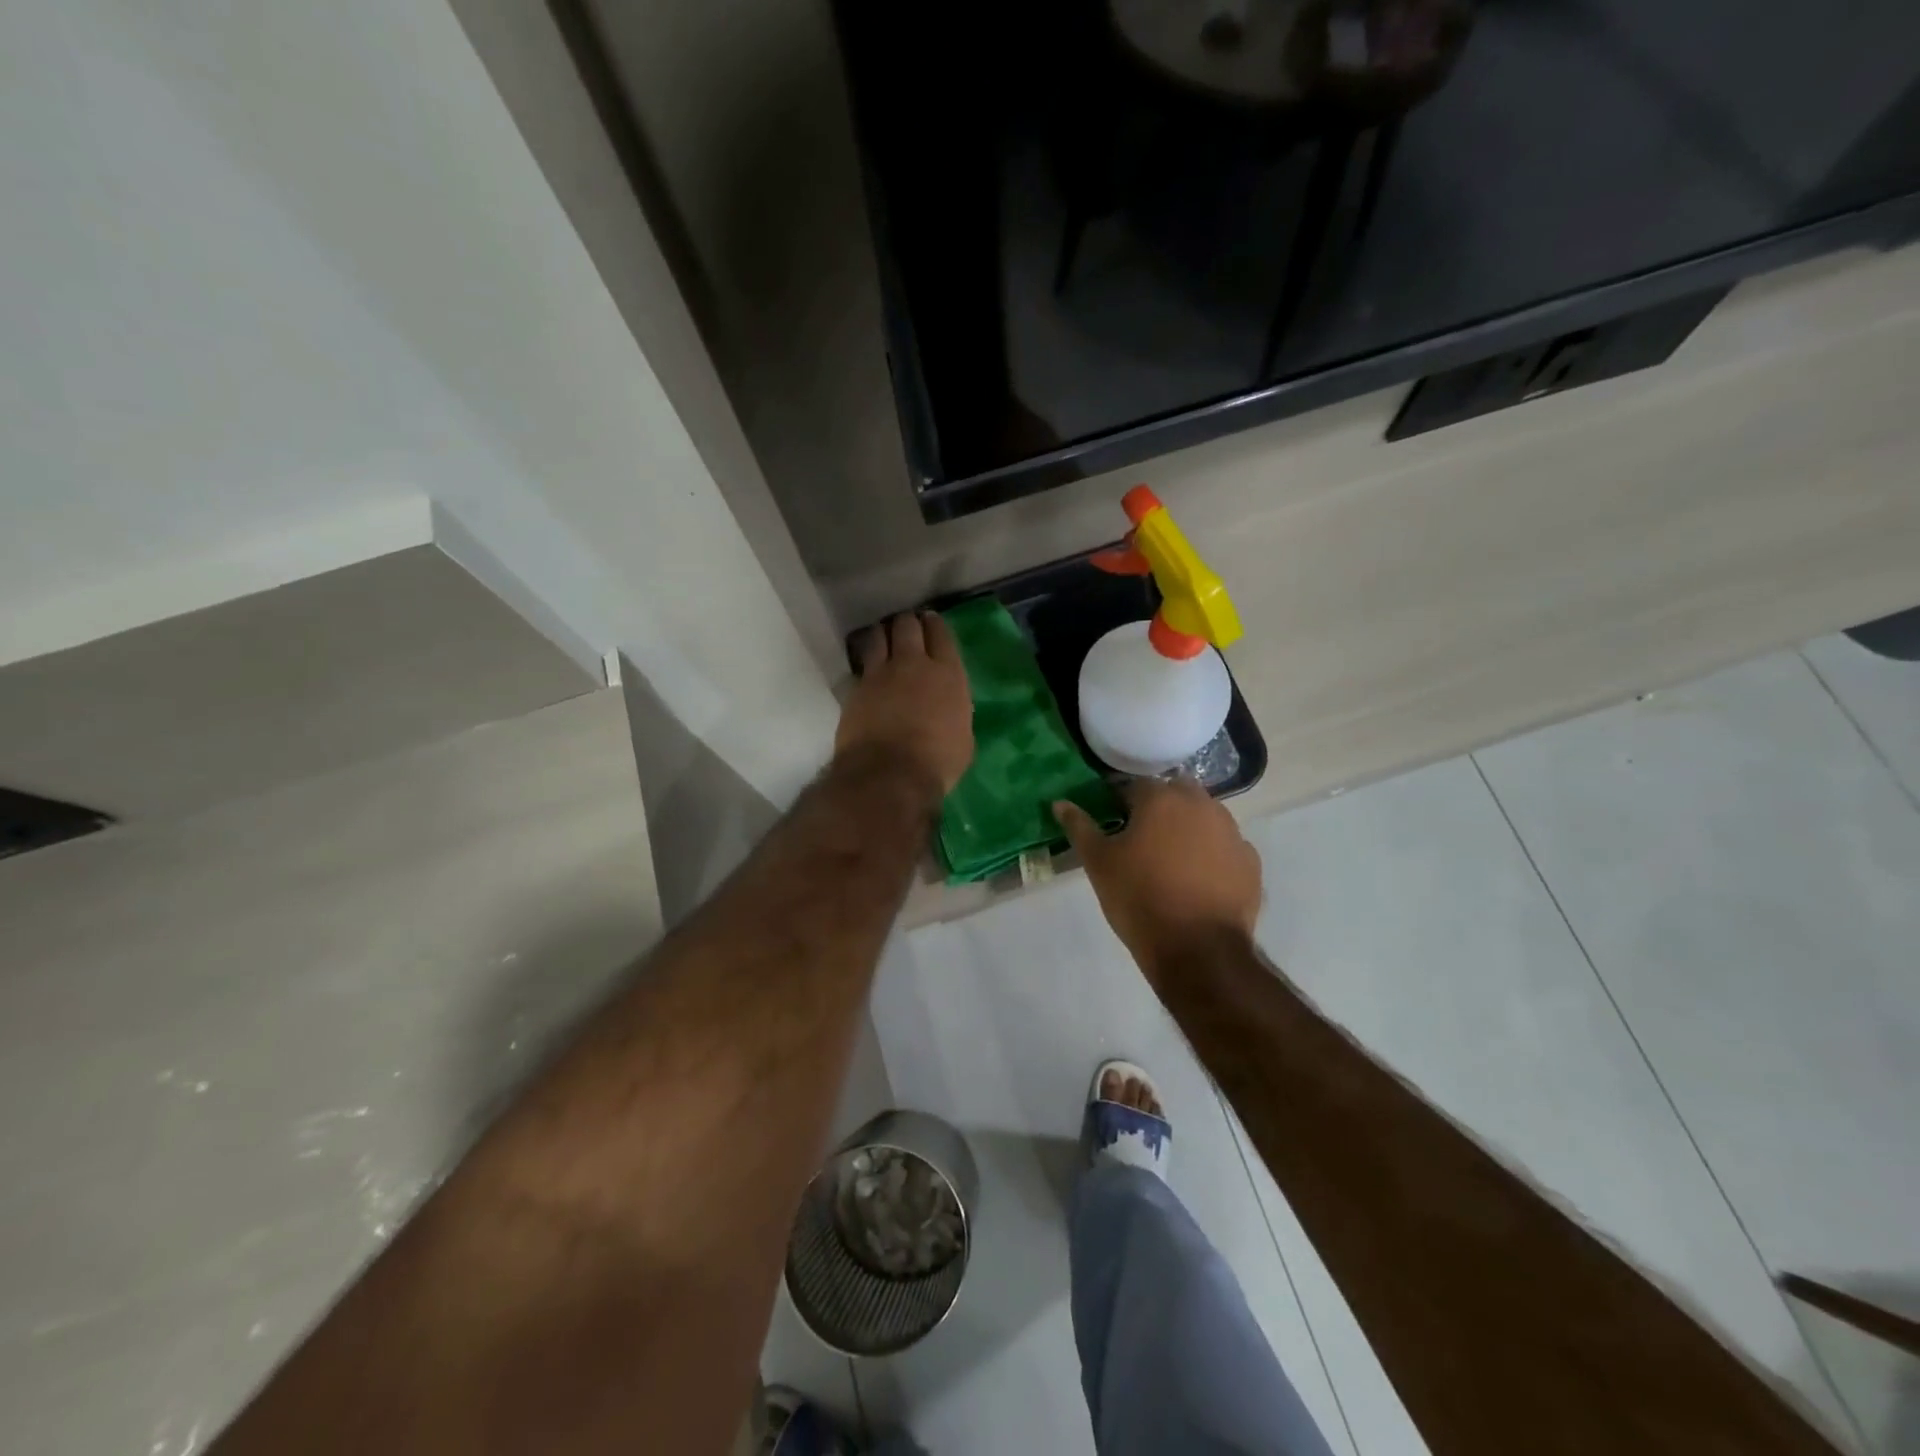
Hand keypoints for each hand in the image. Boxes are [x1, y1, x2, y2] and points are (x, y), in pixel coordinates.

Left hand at [835, 612, 974, 797]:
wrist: (889, 775)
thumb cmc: (937, 762)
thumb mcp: (963, 738)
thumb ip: (955, 714)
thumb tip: (948, 711)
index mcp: (948, 674)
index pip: (941, 634)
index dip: (935, 625)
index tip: (931, 622)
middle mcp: (913, 664)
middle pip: (907, 626)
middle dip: (907, 623)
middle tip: (907, 626)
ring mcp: (880, 674)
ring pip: (878, 636)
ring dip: (882, 633)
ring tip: (883, 637)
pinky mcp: (856, 688)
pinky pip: (861, 664)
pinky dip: (865, 660)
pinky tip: (867, 666)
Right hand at [1053, 777, 1262, 981]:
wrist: (1197, 950)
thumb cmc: (1139, 898)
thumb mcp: (1099, 863)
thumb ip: (1079, 827)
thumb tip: (1060, 803)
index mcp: (1161, 799)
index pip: (1135, 785)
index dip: (1121, 803)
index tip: (1113, 824)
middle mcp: (1202, 805)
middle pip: (1175, 793)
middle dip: (1160, 808)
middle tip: (1142, 839)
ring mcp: (1232, 832)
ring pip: (1204, 817)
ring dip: (1188, 828)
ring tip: (1171, 861)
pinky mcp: (1250, 862)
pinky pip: (1225, 847)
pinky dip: (1212, 855)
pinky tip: (1198, 880)